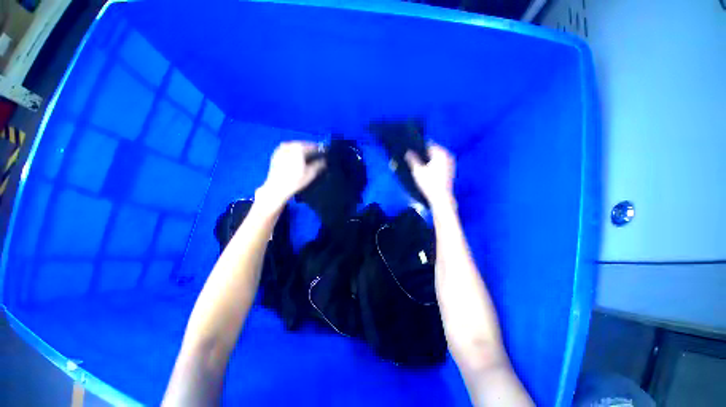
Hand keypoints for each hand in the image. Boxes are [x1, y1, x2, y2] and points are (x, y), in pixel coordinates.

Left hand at [257, 141, 325, 205]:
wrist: (277, 188)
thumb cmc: (295, 180)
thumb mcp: (310, 174)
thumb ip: (318, 165)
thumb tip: (324, 161)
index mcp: (298, 148)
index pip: (312, 146)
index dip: (318, 149)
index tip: (323, 152)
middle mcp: (289, 146)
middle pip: (302, 145)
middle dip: (309, 149)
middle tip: (315, 154)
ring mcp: (280, 150)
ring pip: (294, 147)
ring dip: (300, 150)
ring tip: (306, 157)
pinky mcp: (275, 155)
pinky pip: (286, 151)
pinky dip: (292, 153)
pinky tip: (295, 159)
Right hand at [405, 143, 455, 206]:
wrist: (441, 198)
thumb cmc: (429, 183)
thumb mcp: (417, 171)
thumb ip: (412, 159)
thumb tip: (408, 151)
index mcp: (441, 153)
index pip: (427, 144)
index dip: (418, 147)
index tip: (411, 151)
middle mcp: (448, 155)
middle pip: (433, 150)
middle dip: (423, 154)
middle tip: (413, 159)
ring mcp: (451, 163)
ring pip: (436, 157)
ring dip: (429, 160)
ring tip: (419, 166)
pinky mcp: (451, 170)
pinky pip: (440, 163)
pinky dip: (434, 165)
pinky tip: (427, 171)